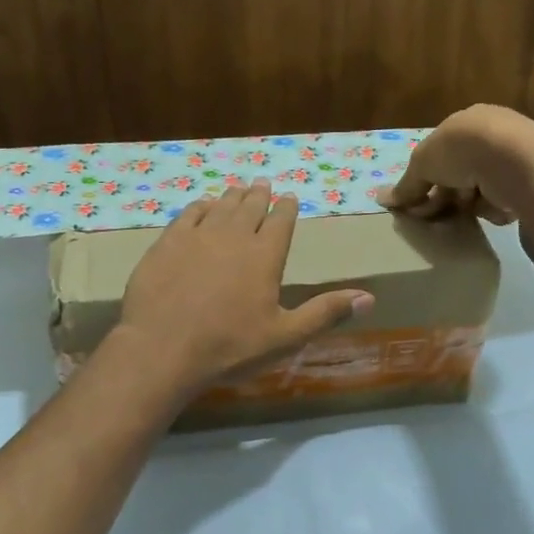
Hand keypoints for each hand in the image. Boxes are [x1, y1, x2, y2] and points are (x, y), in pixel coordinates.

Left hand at [115, 180, 373, 392]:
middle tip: (263, 184)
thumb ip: (325, 313)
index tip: (289, 197)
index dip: (287, 208)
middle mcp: (234, 236)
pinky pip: (188, 215)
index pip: (281, 222)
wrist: (163, 349)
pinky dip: (200, 207)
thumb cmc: (230, 347)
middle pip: (250, 207)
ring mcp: (197, 236)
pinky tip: (202, 206)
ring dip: (232, 196)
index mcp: (265, 256)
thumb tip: (370, 298)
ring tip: (238, 189)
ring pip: (220, 207)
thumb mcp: (285, 337)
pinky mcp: (167, 243)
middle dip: (259, 195)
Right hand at [379, 105, 533, 222]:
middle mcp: (494, 134)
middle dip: (446, 194)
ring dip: (470, 203)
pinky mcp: (533, 180)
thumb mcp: (423, 163)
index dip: (427, 177)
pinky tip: (493, 210)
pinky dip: (495, 208)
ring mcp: (516, 157)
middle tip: (436, 215)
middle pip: (461, 172)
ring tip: (466, 212)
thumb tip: (383, 199)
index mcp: (468, 121)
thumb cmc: (463, 150)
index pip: (442, 152)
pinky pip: (504, 200)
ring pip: (482, 189)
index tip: (418, 202)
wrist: (516, 161)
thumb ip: (407, 184)